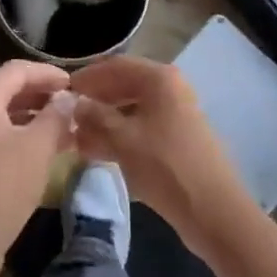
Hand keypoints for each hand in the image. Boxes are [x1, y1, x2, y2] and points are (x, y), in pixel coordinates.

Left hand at [0, 61, 74, 276]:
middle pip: (8, 89)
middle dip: (42, 95)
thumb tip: (68, 98)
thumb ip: (55, 117)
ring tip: (65, 127)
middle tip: (72, 104)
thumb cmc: (3, 186)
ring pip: (3, 114)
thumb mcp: (37, 148)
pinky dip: (21, 135)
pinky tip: (45, 149)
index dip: (48, 74)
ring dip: (34, 117)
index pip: (18, 70)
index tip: (75, 84)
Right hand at [69, 55, 257, 257]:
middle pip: (124, 86)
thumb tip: (75, 104)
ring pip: (132, 110)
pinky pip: (142, 128)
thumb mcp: (122, 139)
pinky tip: (100, 152)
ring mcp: (176, 114)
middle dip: (95, 101)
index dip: (87, 76)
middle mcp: (170, 88)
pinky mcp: (178, 138)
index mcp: (159, 78)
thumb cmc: (164, 165)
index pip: (115, 65)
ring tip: (78, 138)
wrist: (213, 210)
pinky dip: (120, 136)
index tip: (63, 90)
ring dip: (105, 121)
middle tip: (68, 116)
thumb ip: (94, 117)